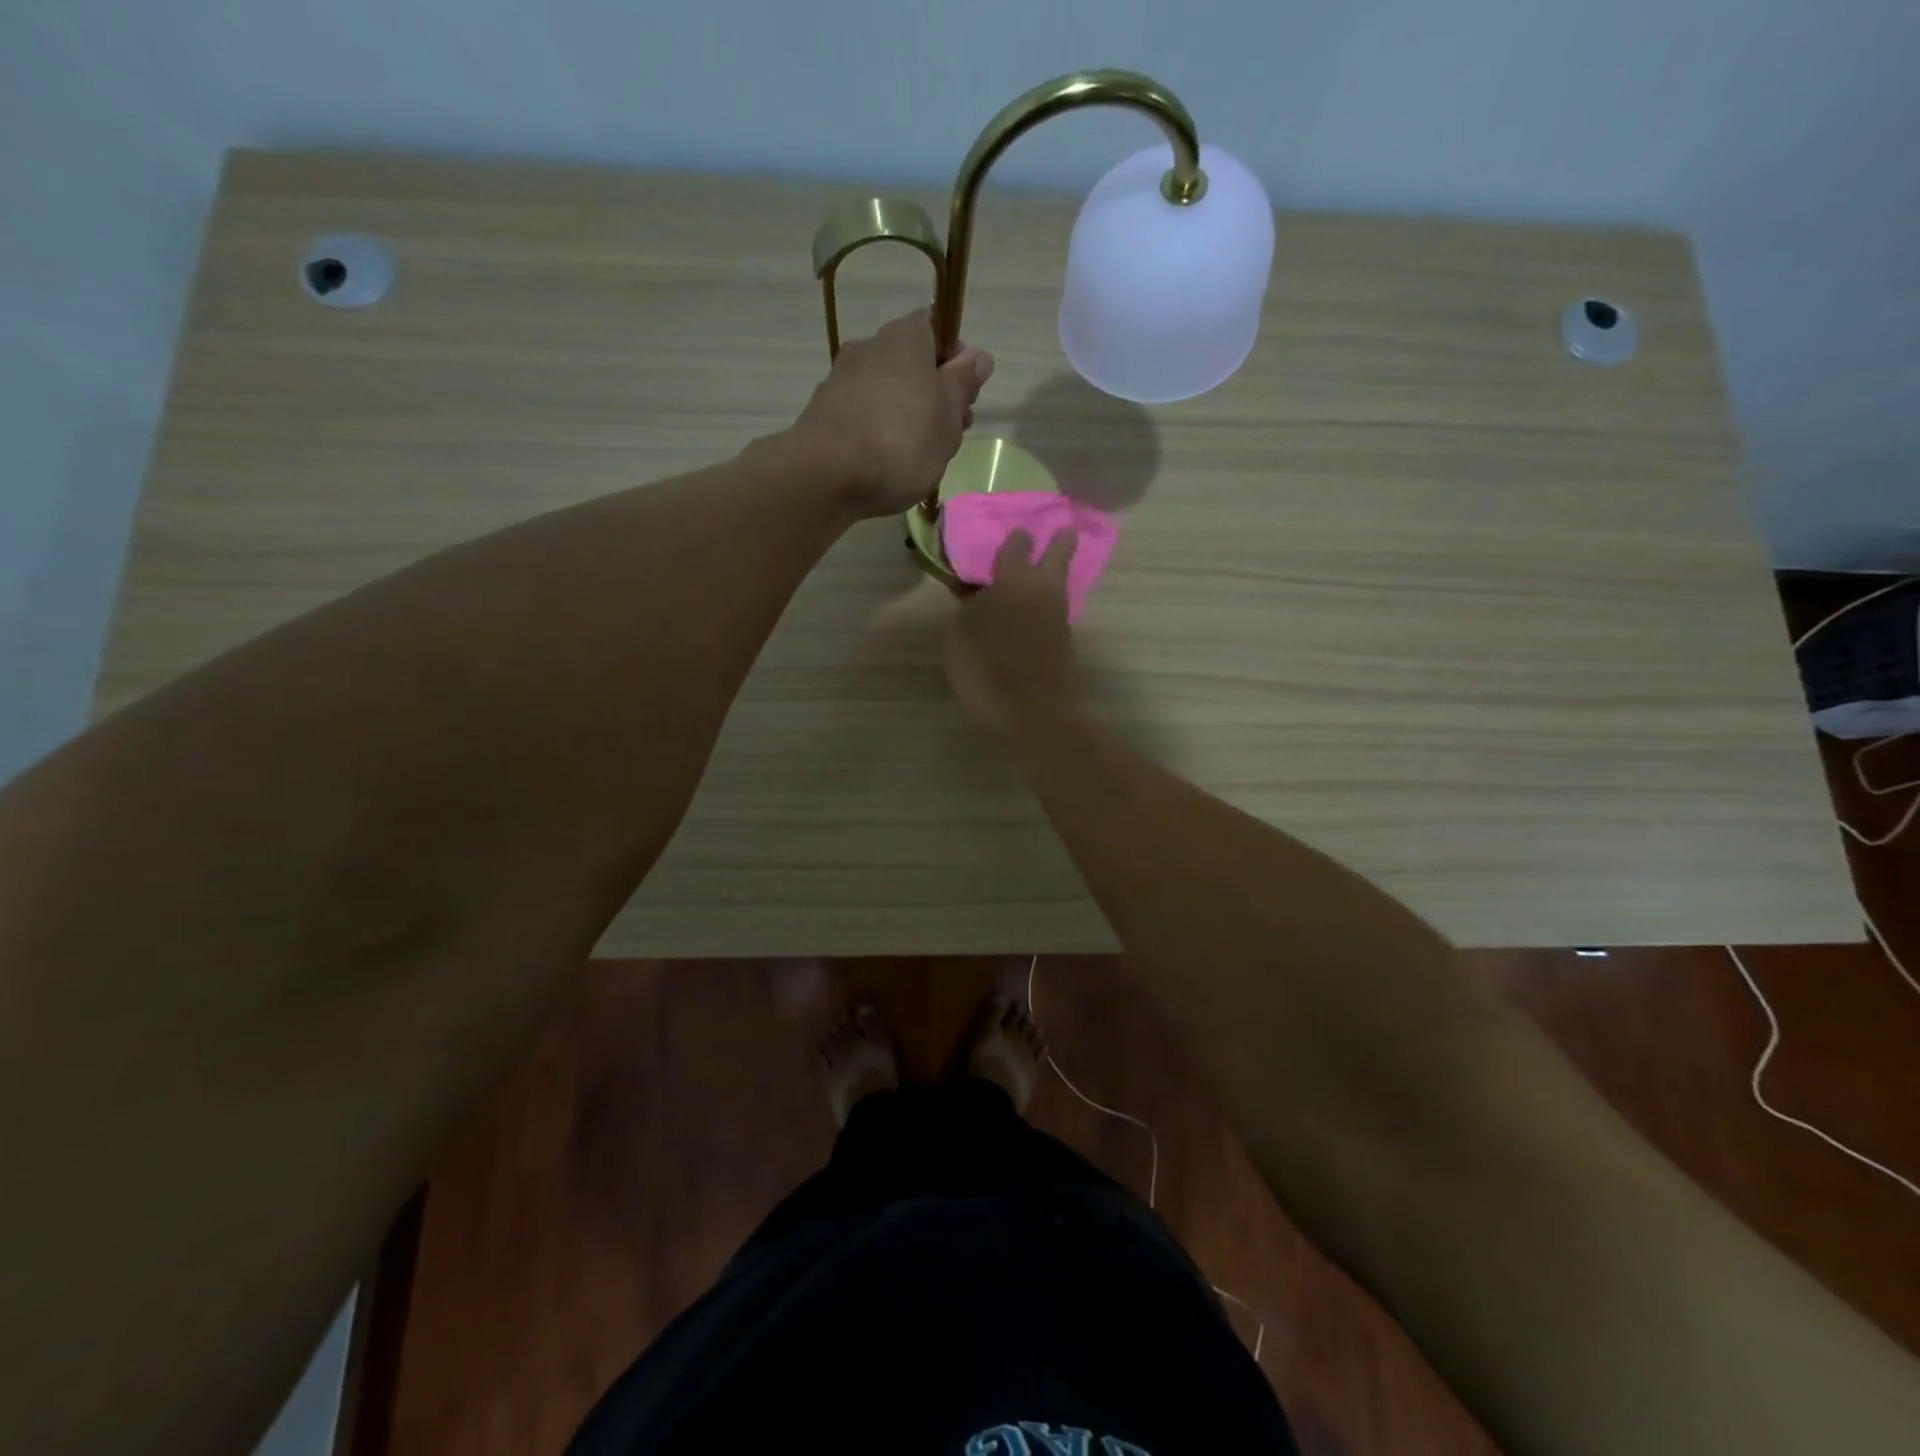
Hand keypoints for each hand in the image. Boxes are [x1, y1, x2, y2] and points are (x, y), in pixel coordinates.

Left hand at [792, 311, 992, 518]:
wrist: (826, 475)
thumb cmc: (902, 441)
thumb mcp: (948, 415)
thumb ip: (963, 384)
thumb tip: (978, 357)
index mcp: (905, 336)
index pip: (937, 331)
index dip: (956, 363)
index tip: (964, 399)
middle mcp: (870, 346)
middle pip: (912, 366)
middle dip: (933, 397)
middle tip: (948, 437)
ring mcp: (841, 379)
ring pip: (887, 393)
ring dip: (906, 418)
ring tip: (917, 459)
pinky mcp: (823, 413)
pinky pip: (862, 417)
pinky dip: (877, 434)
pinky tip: (884, 465)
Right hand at [945, 529, 1078, 732]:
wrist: (1029, 711)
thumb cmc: (985, 667)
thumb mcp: (958, 634)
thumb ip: (967, 607)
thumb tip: (976, 594)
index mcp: (1014, 580)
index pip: (1017, 545)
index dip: (1014, 538)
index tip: (1015, 531)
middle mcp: (1043, 590)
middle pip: (1060, 554)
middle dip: (1060, 540)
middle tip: (1065, 528)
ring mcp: (1059, 615)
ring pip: (1060, 584)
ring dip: (1054, 574)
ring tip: (1041, 572)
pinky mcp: (1065, 640)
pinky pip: (1055, 610)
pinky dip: (1047, 604)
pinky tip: (1034, 611)